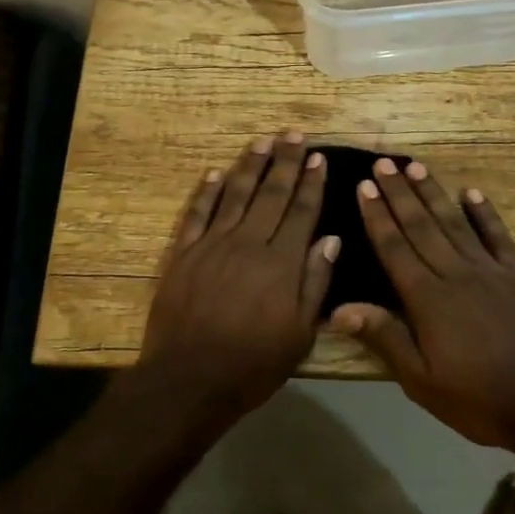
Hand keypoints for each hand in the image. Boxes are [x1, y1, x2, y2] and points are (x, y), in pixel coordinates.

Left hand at [138, 133, 338, 423]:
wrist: (188, 379)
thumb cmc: (252, 364)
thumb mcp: (300, 334)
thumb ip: (315, 282)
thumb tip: (331, 239)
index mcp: (281, 263)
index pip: (301, 212)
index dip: (311, 183)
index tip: (318, 158)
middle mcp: (248, 243)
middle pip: (271, 194)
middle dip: (285, 162)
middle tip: (294, 134)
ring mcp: (212, 245)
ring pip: (235, 195)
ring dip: (250, 166)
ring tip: (262, 141)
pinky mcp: (183, 254)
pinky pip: (197, 214)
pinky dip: (206, 192)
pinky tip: (215, 173)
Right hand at [330, 159, 514, 447]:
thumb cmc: (480, 398)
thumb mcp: (422, 381)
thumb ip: (384, 338)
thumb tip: (339, 309)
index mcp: (428, 299)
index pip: (395, 248)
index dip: (377, 216)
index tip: (364, 186)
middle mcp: (456, 274)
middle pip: (421, 226)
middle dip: (399, 194)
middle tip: (382, 163)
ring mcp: (491, 271)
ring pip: (455, 223)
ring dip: (433, 193)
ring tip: (415, 167)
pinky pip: (498, 236)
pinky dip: (485, 213)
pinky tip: (472, 192)